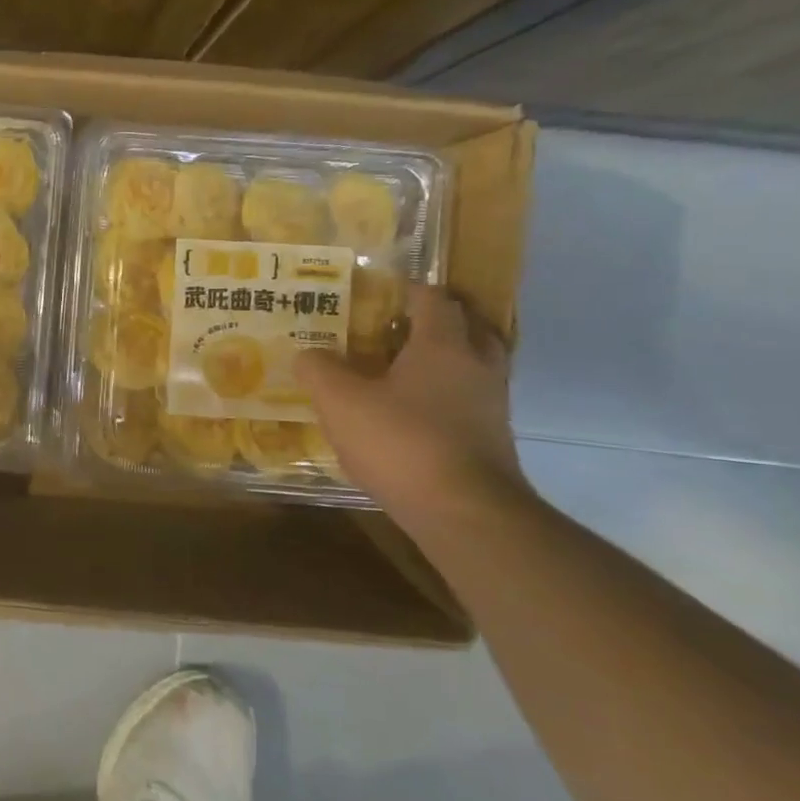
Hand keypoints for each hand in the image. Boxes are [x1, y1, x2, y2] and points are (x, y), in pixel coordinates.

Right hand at [296, 284, 529, 520]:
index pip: (434, 300)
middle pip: (470, 327)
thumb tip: (308, 354)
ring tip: (406, 367)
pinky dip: (447, 395)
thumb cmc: (401, 442)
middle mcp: (476, 367)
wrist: (464, 512)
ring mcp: (490, 406)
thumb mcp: (340, 402)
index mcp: (443, 346)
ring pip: (475, 366)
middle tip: (401, 324)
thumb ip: (319, 370)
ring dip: (448, 359)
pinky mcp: (491, 441)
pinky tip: (414, 412)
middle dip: (441, 320)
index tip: (385, 288)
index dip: (410, 289)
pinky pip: (470, 401)